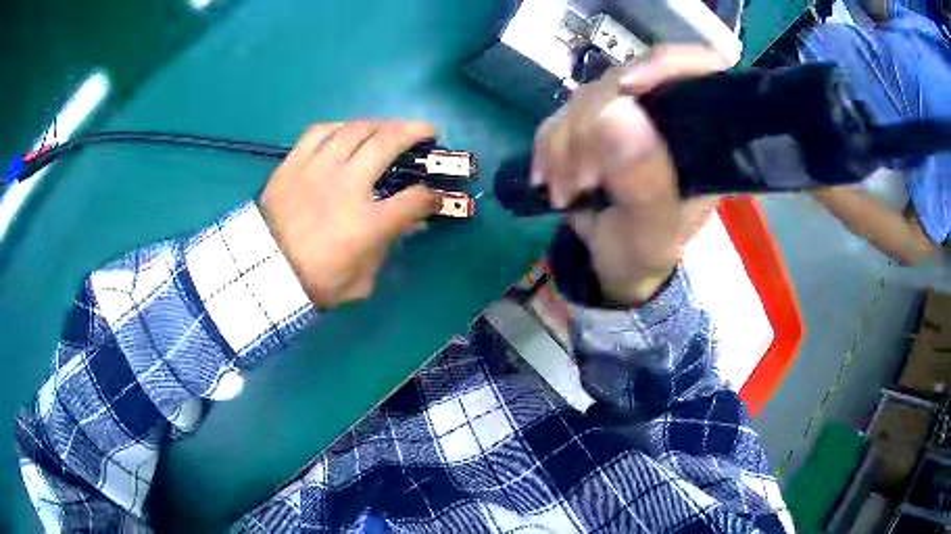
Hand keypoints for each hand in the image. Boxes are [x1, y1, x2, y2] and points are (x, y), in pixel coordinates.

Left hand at [260, 121, 440, 307]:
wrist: (265, 274)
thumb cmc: (316, 282)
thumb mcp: (362, 281)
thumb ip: (388, 249)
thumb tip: (408, 225)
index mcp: (368, 223)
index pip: (415, 198)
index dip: (432, 195)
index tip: (434, 196)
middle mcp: (347, 186)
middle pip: (388, 143)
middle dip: (415, 133)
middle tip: (426, 132)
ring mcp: (318, 169)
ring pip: (356, 129)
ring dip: (381, 123)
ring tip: (389, 127)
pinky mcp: (294, 163)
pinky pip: (319, 132)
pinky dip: (339, 127)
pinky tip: (346, 131)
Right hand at [532, 46, 727, 304]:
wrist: (617, 263)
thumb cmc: (648, 250)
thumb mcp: (654, 232)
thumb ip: (645, 183)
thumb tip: (614, 112)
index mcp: (701, 135)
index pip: (699, 68)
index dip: (664, 64)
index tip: (627, 87)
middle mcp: (666, 115)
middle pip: (624, 80)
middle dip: (591, 126)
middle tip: (581, 179)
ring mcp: (627, 116)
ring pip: (585, 97)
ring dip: (564, 145)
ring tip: (565, 191)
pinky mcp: (593, 124)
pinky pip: (559, 116)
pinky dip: (548, 148)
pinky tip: (549, 179)